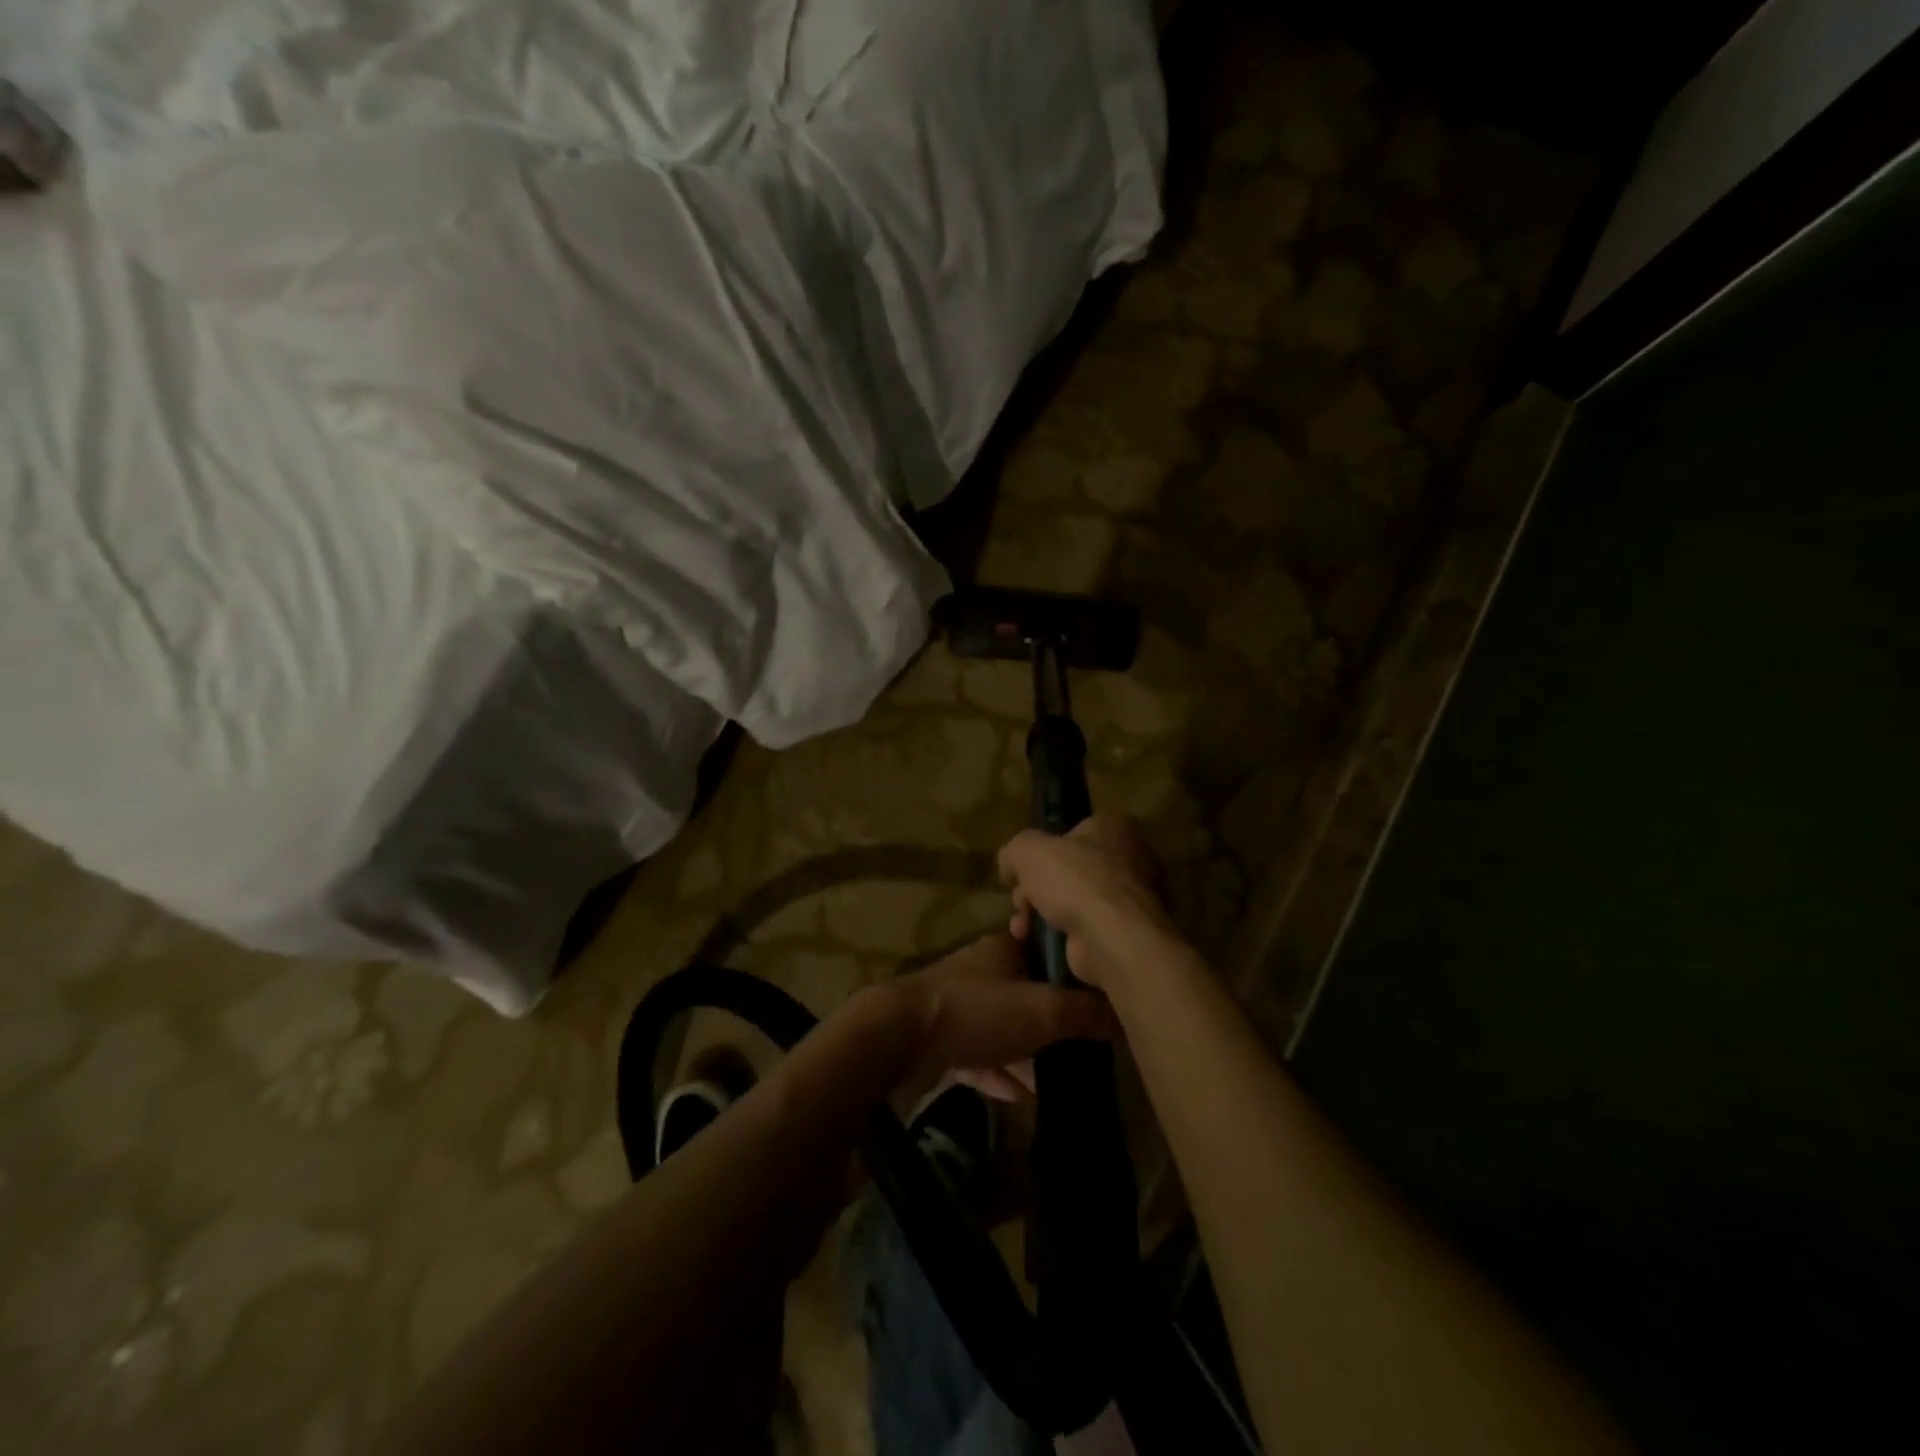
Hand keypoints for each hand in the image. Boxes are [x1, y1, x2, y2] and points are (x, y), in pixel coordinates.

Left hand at [880, 931, 1117, 1111]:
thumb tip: (1128, 1015)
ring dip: (1028, 1050)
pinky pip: (980, 1054)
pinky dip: (1000, 1071)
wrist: (898, 1039)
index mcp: (1004, 948)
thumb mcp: (1043, 1010)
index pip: (1048, 947)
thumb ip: (1086, 1012)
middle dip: (1055, 1017)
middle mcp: (983, 970)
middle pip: (1028, 990)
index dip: (1074, 967)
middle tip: (1087, 1043)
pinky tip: (1019, 1095)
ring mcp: (959, 1005)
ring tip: (1059, 1077)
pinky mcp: (940, 1039)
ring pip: (1004, 1025)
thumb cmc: (977, 1011)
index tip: (1102, 993)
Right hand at [999, 815, 1181, 994]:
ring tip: (1022, 929)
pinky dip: (1060, 936)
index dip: (1041, 850)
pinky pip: (1083, 929)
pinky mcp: (1125, 933)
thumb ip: (1014, 850)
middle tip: (1020, 902)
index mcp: (1113, 828)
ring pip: (1071, 902)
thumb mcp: (1028, 850)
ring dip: (1039, 915)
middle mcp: (1128, 859)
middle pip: (1066, 870)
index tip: (1022, 869)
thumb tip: (1010, 866)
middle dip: (1034, 889)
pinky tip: (1040, 944)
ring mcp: (1129, 899)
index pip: (1070, 831)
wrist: (1113, 939)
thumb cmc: (1076, 881)